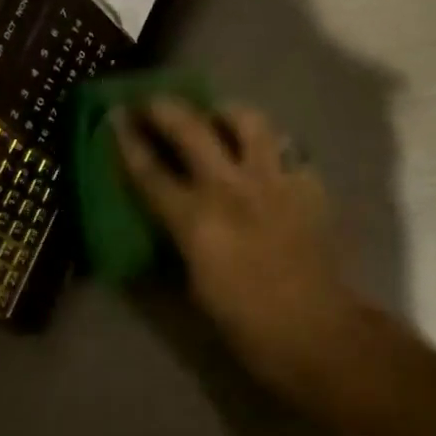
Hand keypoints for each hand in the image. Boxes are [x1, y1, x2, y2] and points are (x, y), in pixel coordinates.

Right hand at [113, 98, 380, 407]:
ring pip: (247, 120)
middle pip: (190, 128)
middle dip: (163, 108)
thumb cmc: (248, 324)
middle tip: (152, 102)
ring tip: (216, 117)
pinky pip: (284, 146)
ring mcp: (273, 180)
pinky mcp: (307, 183)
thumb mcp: (195, 286)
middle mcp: (231, 188)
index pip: (150, 171)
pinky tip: (264, 156)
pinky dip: (268, 144)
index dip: (127, 141)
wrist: (321, 334)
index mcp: (197, 220)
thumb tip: (166, 218)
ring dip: (224, 113)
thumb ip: (178, 240)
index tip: (114, 116)